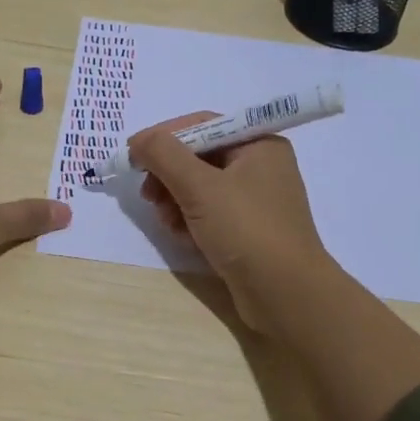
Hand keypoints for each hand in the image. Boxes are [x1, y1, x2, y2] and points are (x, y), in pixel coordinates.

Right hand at [132, 113, 336, 332]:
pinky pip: (210, 213)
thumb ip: (164, 155)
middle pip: (199, 157)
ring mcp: (256, 200)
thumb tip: (138, 139)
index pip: (202, 125)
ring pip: (201, 188)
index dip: (164, 137)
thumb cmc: (246, 230)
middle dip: (169, 175)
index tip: (133, 155)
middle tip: (148, 195)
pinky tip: (182, 237)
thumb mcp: (200, 187)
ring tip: (166, 222)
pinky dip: (191, 220)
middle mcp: (260, 166)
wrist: (286, 295)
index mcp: (258, 144)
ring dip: (175, 200)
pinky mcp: (249, 230)